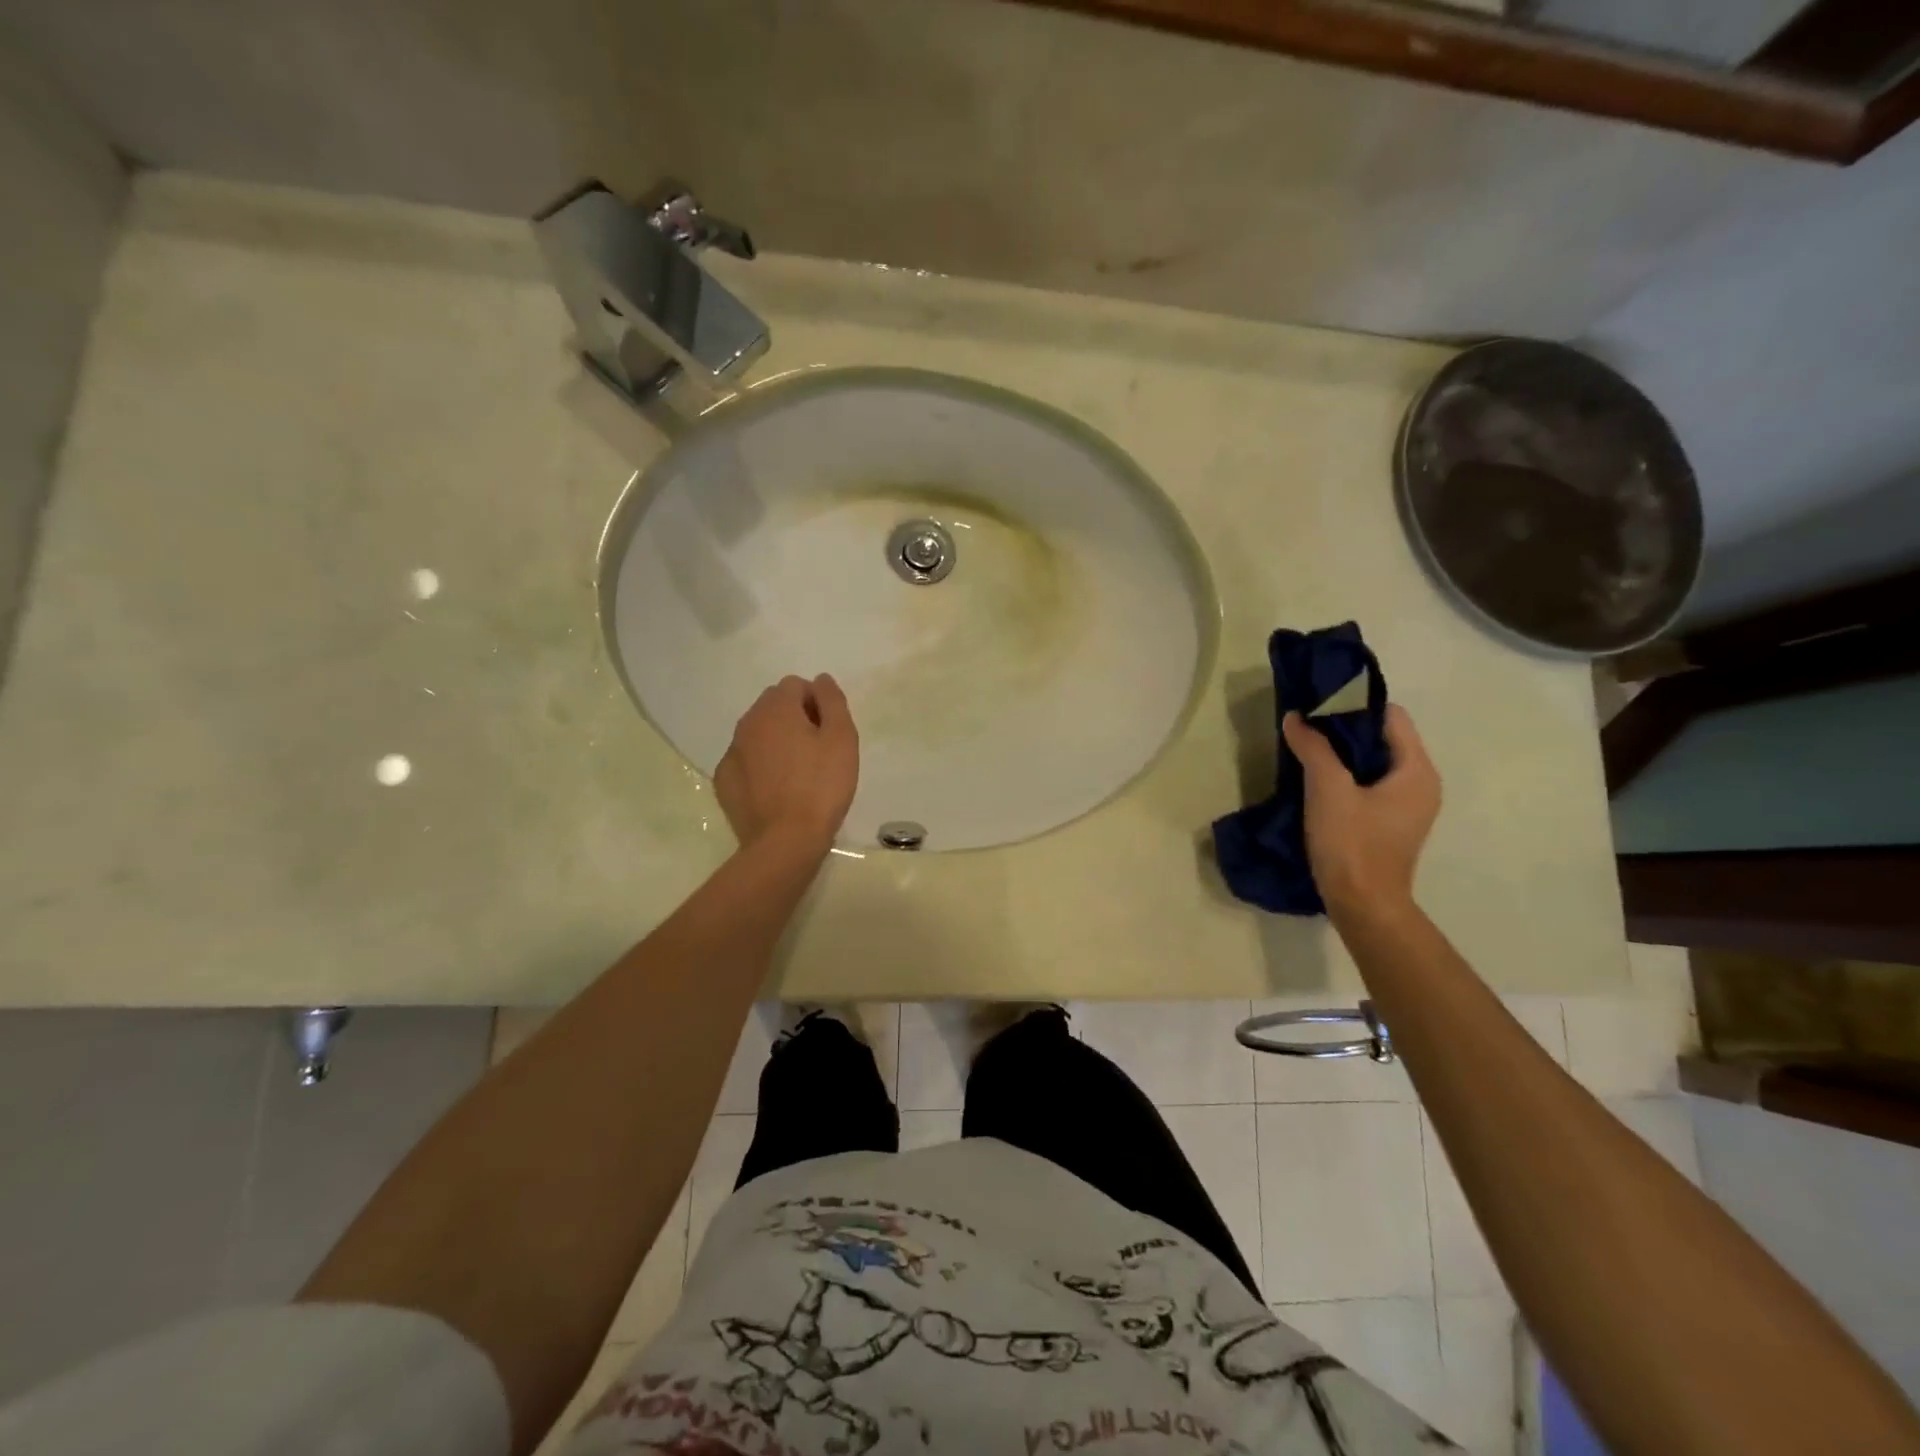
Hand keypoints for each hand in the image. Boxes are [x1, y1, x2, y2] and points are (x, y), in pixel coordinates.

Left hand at [714, 674, 859, 852]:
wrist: (785, 841)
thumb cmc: (821, 786)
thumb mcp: (842, 738)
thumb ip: (832, 701)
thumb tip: (820, 680)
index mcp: (776, 708)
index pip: (796, 685)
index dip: (816, 703)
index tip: (829, 731)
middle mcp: (747, 723)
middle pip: (773, 706)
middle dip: (795, 718)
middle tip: (817, 750)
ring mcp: (731, 752)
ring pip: (758, 733)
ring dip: (777, 741)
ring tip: (798, 772)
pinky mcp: (724, 781)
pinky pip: (746, 760)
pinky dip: (760, 765)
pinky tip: (776, 789)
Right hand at [1283, 703, 1439, 922]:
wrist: (1362, 906)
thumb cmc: (1352, 844)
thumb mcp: (1327, 789)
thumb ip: (1313, 748)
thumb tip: (1295, 717)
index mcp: (1417, 770)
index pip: (1392, 717)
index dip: (1355, 706)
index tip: (1319, 704)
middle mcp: (1420, 784)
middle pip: (1383, 739)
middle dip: (1344, 729)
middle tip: (1306, 725)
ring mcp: (1406, 807)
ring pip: (1373, 764)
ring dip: (1342, 754)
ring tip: (1306, 749)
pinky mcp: (1389, 824)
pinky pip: (1369, 785)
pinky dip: (1345, 776)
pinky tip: (1315, 781)